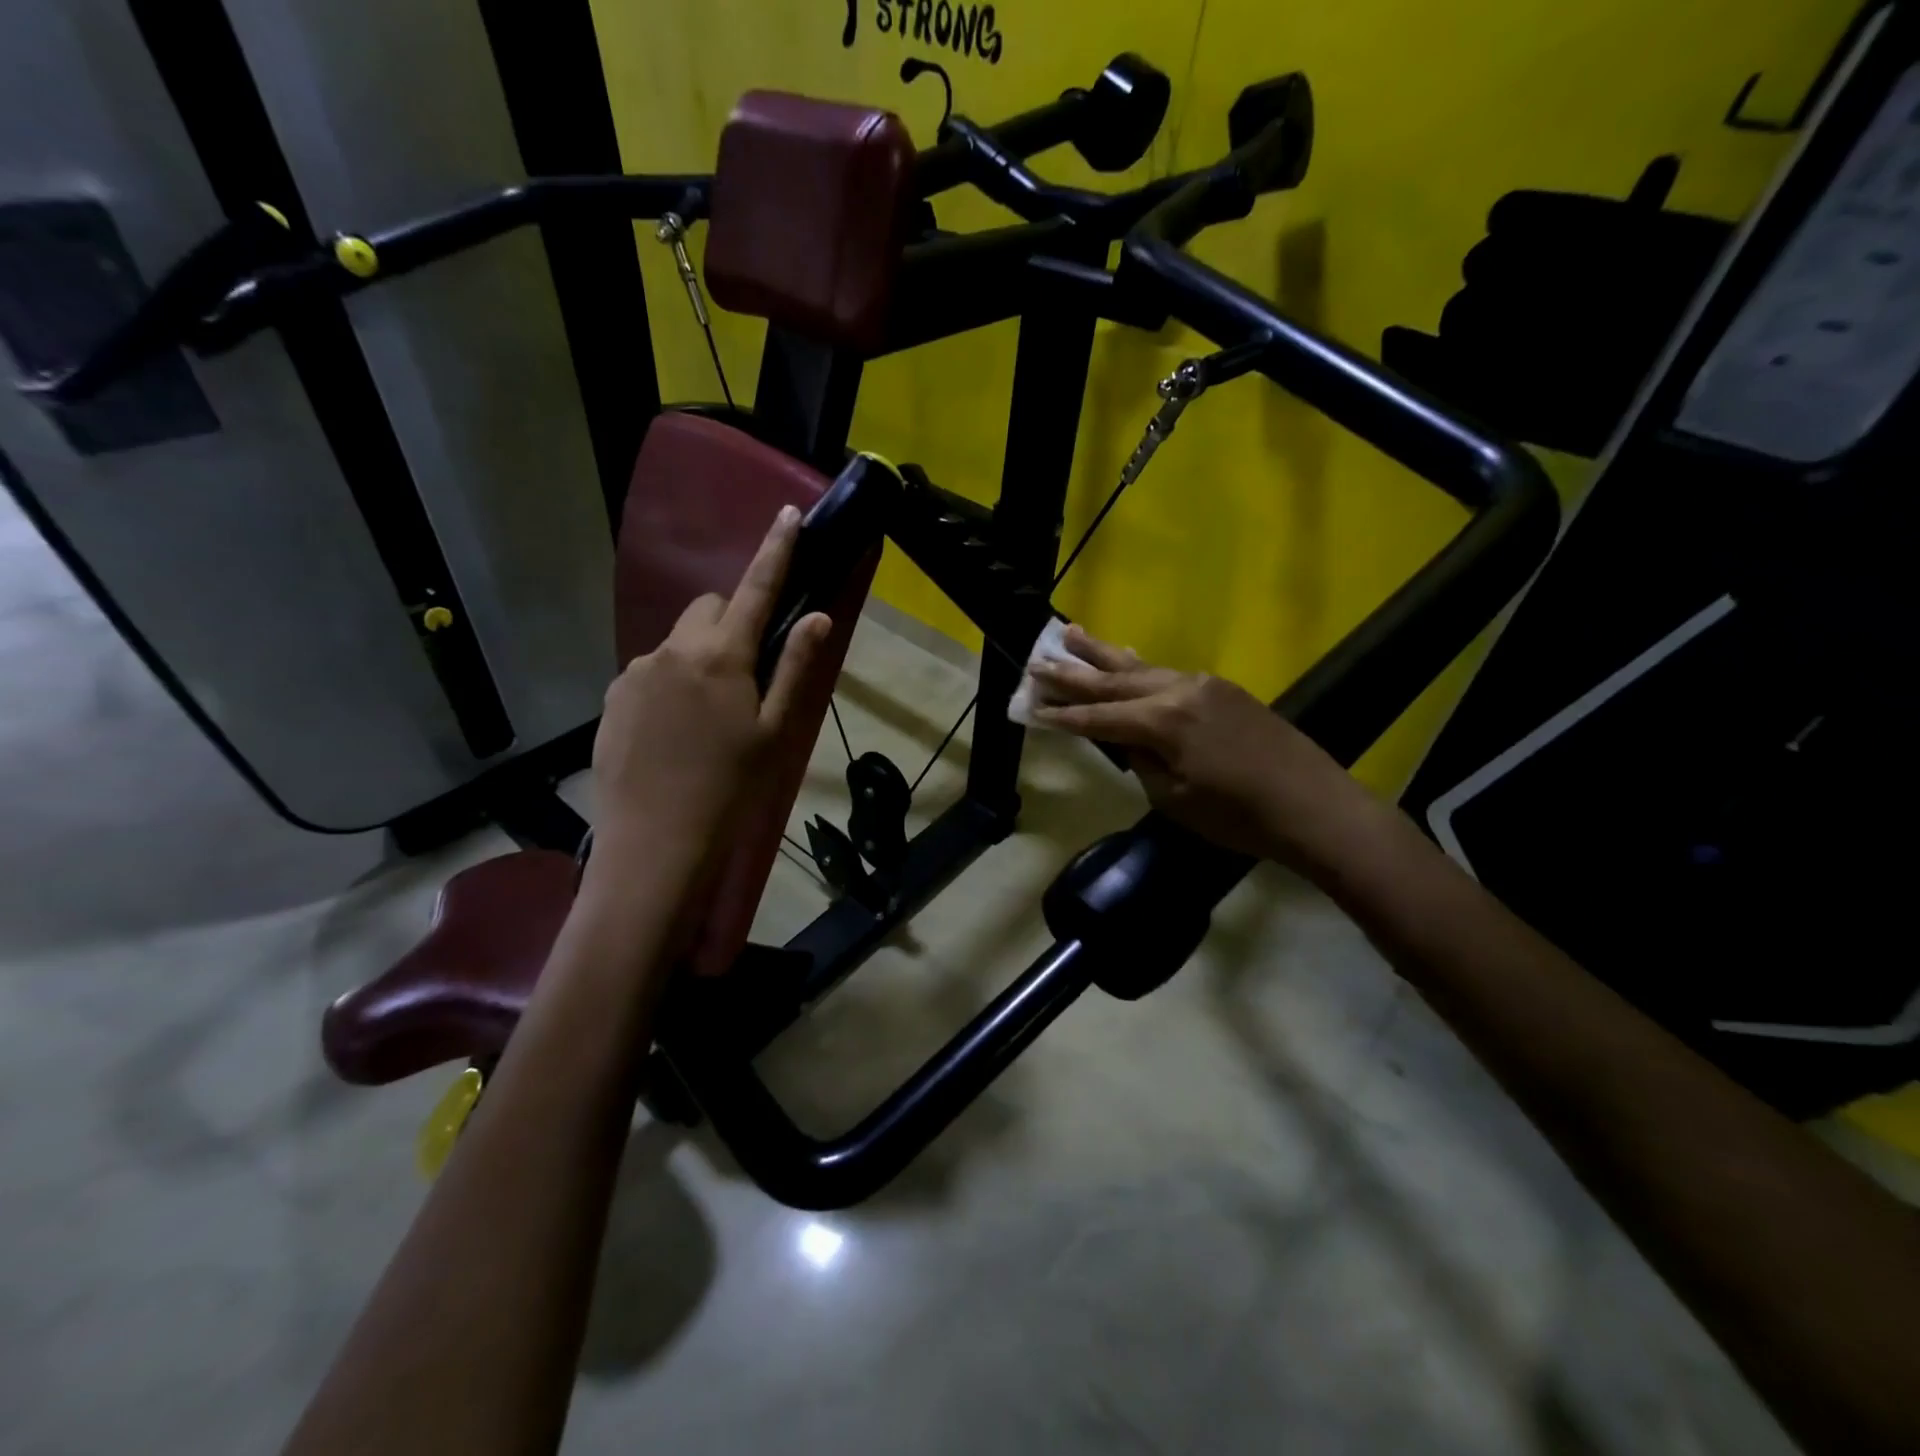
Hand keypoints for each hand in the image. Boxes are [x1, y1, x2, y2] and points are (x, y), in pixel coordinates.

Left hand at [589, 504, 829, 880]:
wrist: (655, 844)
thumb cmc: (729, 789)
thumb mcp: (775, 732)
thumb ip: (795, 669)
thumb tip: (818, 617)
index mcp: (720, 657)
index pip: (754, 590)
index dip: (775, 551)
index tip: (788, 514)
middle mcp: (671, 651)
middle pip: (707, 611)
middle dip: (729, 623)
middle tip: (747, 673)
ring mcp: (634, 674)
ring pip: (677, 644)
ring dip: (699, 659)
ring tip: (708, 719)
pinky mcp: (611, 699)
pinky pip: (650, 673)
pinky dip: (670, 684)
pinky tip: (675, 734)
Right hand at [1031, 626, 1367, 866]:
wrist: (1314, 806)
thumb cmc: (1238, 817)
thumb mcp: (1174, 799)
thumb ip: (1141, 762)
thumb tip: (1126, 739)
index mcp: (1162, 722)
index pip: (1098, 716)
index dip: (1063, 714)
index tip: (1030, 705)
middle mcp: (1178, 690)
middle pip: (1114, 680)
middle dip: (1073, 672)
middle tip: (1036, 658)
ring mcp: (1204, 684)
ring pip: (1141, 668)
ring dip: (1103, 655)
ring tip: (1070, 633)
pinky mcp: (1223, 688)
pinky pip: (1168, 673)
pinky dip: (1139, 667)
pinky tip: (1124, 656)